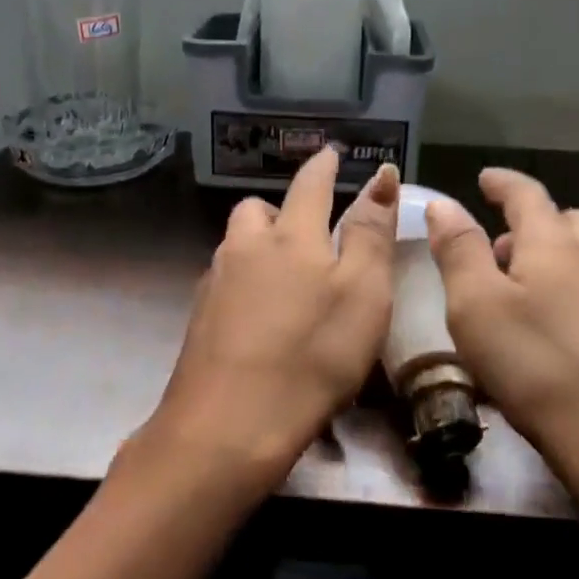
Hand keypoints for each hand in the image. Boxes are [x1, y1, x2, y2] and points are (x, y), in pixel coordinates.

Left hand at [134, 148, 399, 500]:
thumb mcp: (363, 293)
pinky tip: (258, 317)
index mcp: (290, 236)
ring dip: (258, 246)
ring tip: (284, 276)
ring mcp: (215, 283)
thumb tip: (379, 177)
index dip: (323, 166)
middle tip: (306, 232)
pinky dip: (244, 284)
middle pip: (256, 210)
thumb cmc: (312, 356)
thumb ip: (370, 233)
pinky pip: (225, 282)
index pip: (309, 185)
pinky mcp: (199, 320)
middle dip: (280, 209)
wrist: (227, 425)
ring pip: (236, 245)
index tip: (330, 153)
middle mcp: (245, 248)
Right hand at [424, 168, 578, 507]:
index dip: (502, 183)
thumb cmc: (538, 368)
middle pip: (564, 221)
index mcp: (554, 243)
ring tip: (521, 288)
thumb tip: (443, 203)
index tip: (484, 178)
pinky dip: (571, 288)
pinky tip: (555, 326)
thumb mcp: (477, 307)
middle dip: (529, 223)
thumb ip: (459, 250)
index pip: (527, 194)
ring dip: (552, 256)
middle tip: (496, 247)